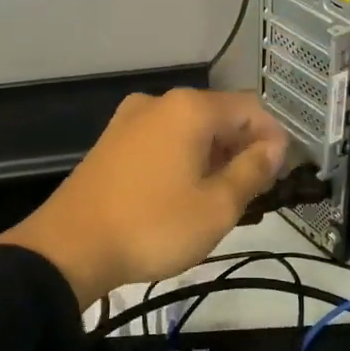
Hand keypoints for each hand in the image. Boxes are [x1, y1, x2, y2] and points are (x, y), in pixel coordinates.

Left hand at [0, 88, 288, 309]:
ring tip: (220, 201)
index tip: (280, 177)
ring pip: (190, 131)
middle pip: (219, 117)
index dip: (274, 139)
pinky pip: (163, 141)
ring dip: (213, 158)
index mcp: (190, 109)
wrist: (69, 248)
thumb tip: (274, 147)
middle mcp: (159, 102)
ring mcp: (130, 120)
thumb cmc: (153, 226)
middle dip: (242, 150)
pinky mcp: (112, 142)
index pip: (251, 109)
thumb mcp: (217, 206)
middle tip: (252, 195)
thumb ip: (253, 171)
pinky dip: (184, 161)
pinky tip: (183, 195)